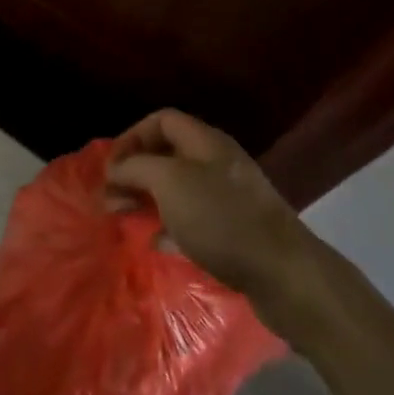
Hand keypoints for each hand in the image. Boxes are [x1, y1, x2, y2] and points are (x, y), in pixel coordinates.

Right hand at [107, 109, 310, 299]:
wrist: (284, 274)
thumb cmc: (221, 218)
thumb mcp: (169, 182)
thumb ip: (136, 168)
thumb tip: (115, 169)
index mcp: (205, 142)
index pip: (161, 120)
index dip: (131, 137)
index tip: (110, 168)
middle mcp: (217, 163)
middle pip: (167, 155)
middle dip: (134, 172)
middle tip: (109, 198)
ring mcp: (228, 198)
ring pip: (178, 188)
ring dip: (148, 199)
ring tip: (123, 218)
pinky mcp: (235, 232)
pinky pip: (193, 220)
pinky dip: (169, 227)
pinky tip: (156, 243)